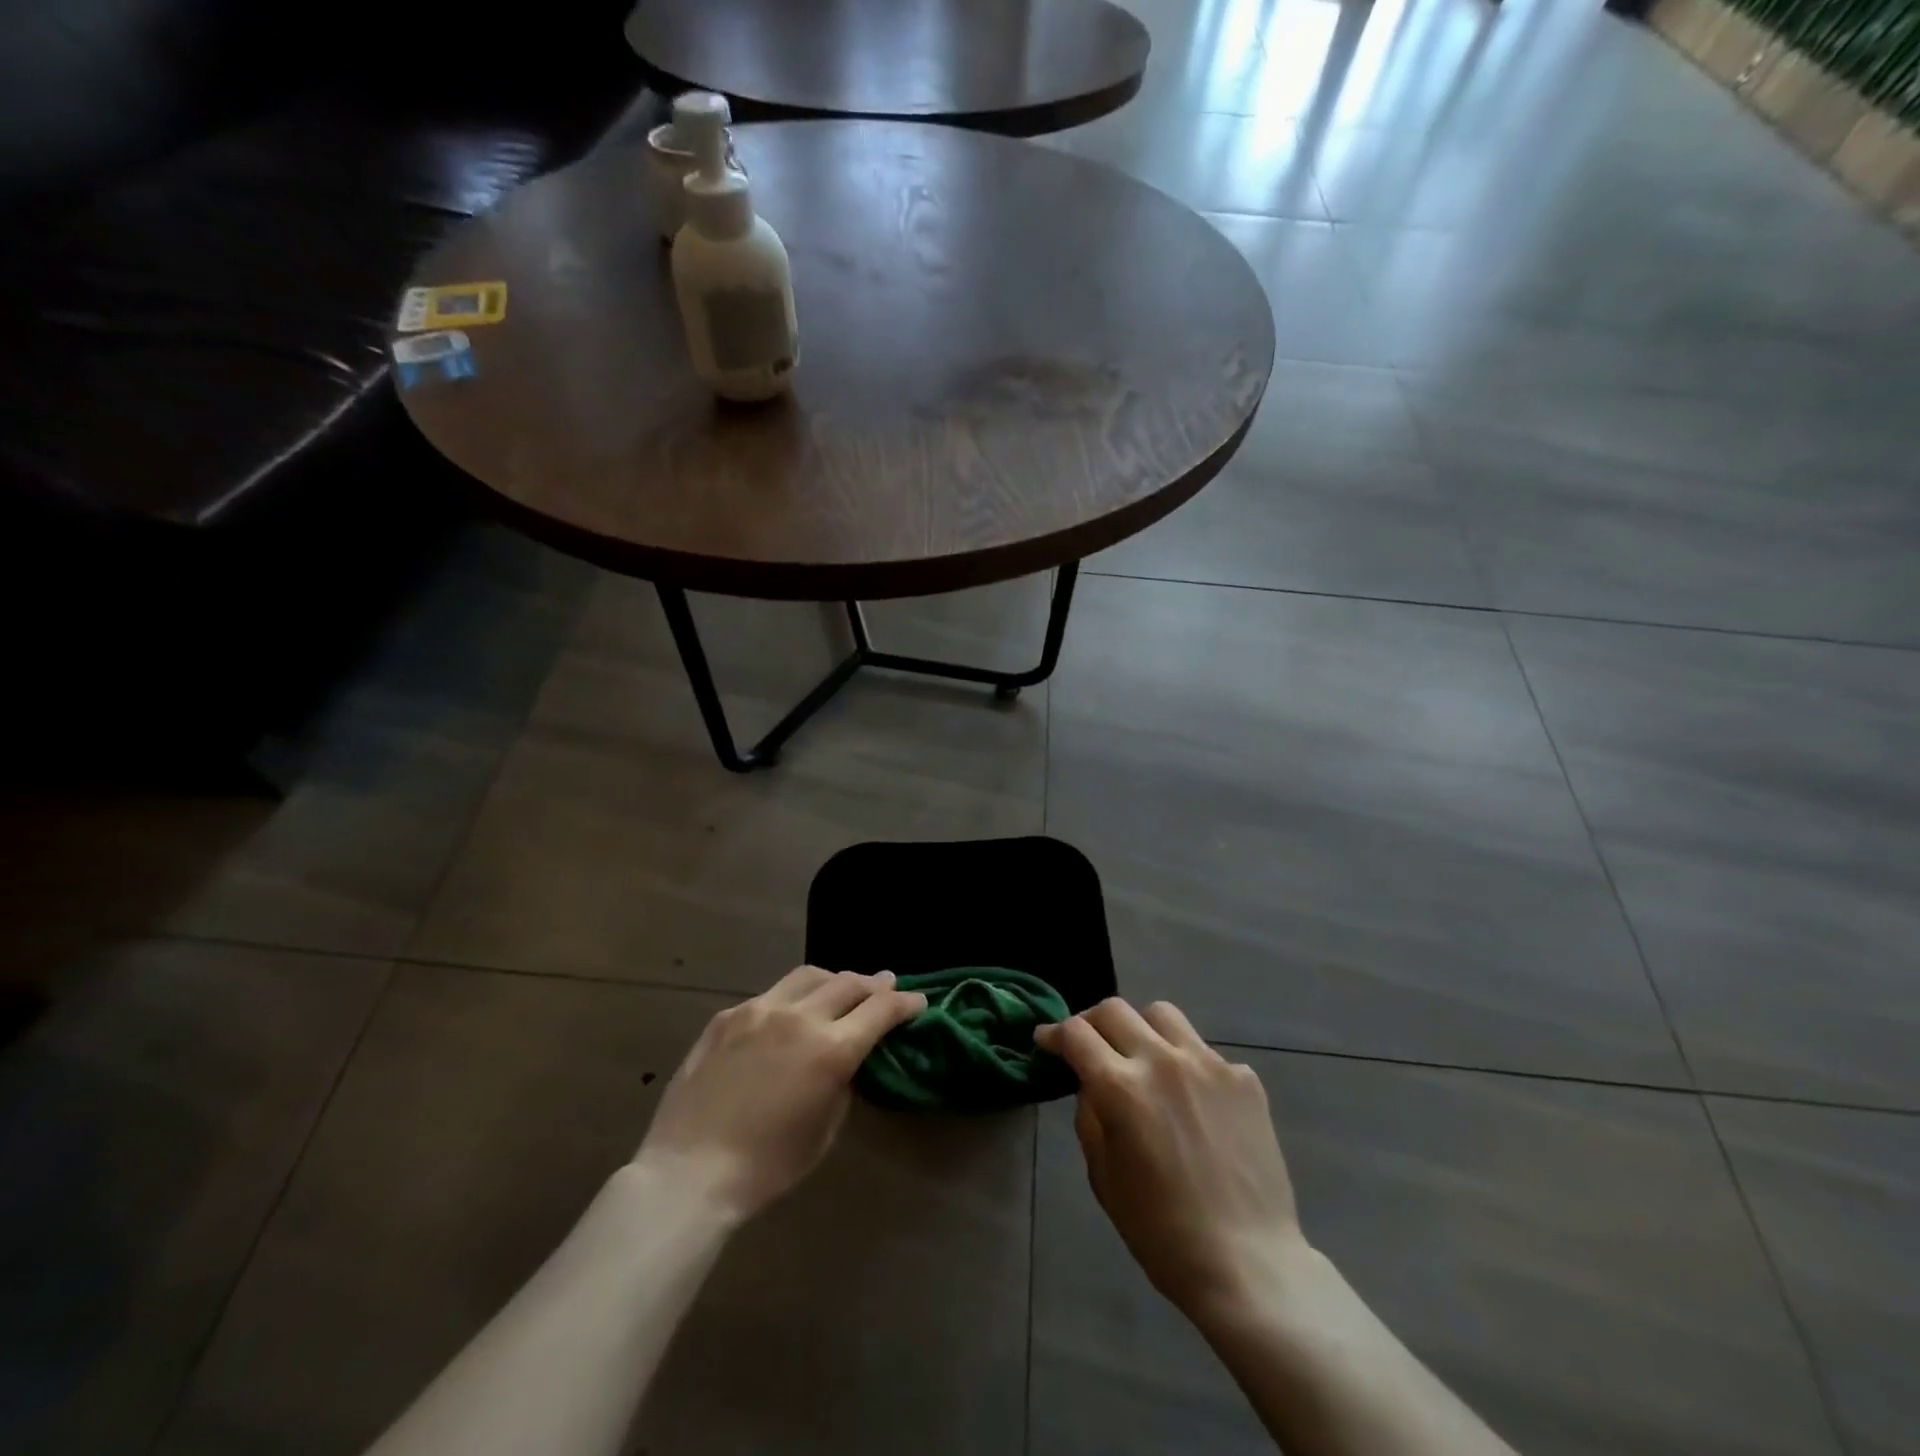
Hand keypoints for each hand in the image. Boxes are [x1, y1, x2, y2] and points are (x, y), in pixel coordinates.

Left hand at [634, 966, 925, 1222]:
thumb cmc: (767, 1166)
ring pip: (809, 976)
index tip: (918, 1002)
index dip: (905, 1003)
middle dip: (874, 984)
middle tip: (886, 986)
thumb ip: (843, 1081)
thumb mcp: (824, 1130)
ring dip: (834, 980)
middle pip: (849, 983)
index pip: (881, 1009)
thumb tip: (848, 1057)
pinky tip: (790, 1013)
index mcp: (831, 1049)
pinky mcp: (729, 1015)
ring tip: (841, 989)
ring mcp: (760, 1010)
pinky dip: (793, 998)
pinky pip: (771, 995)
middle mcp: (800, 1017)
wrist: (689, 1171)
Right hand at [1035, 998, 1307, 1318]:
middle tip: (1089, 1047)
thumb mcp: (1104, 1178)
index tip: (1046, 1041)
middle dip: (1091, 1023)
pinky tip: (1193, 1100)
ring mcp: (1208, 1064)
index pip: (1076, 1033)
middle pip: (1114, 1010)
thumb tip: (1091, 1084)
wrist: (1249, 1264)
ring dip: (1141, 1029)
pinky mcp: (1244, 1078)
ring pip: (1162, 1014)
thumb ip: (1090, 1118)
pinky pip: (1205, 1052)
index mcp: (1121, 1088)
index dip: (1054, 1033)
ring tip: (1143, 1058)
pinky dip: (1187, 1065)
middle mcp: (1162, 1061)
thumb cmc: (1162, 1233)